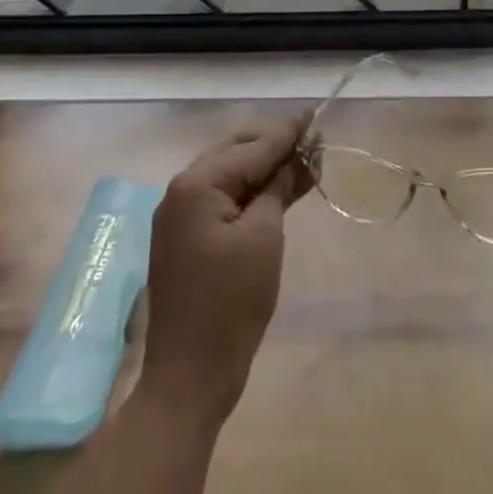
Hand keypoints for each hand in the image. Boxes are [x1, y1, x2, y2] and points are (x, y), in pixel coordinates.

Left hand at [140, 115, 311, 428]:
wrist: (188, 379)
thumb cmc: (230, 304)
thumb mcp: (263, 238)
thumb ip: (277, 189)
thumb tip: (295, 159)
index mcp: (197, 184)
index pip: (252, 148)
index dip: (286, 132)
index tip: (313, 114)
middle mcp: (181, 191)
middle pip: (235, 153)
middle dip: (273, 146)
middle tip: (312, 143)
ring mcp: (179, 217)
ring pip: (228, 175)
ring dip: (264, 169)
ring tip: (303, 163)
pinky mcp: (185, 240)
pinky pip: (221, 200)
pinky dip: (250, 193)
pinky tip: (277, 192)